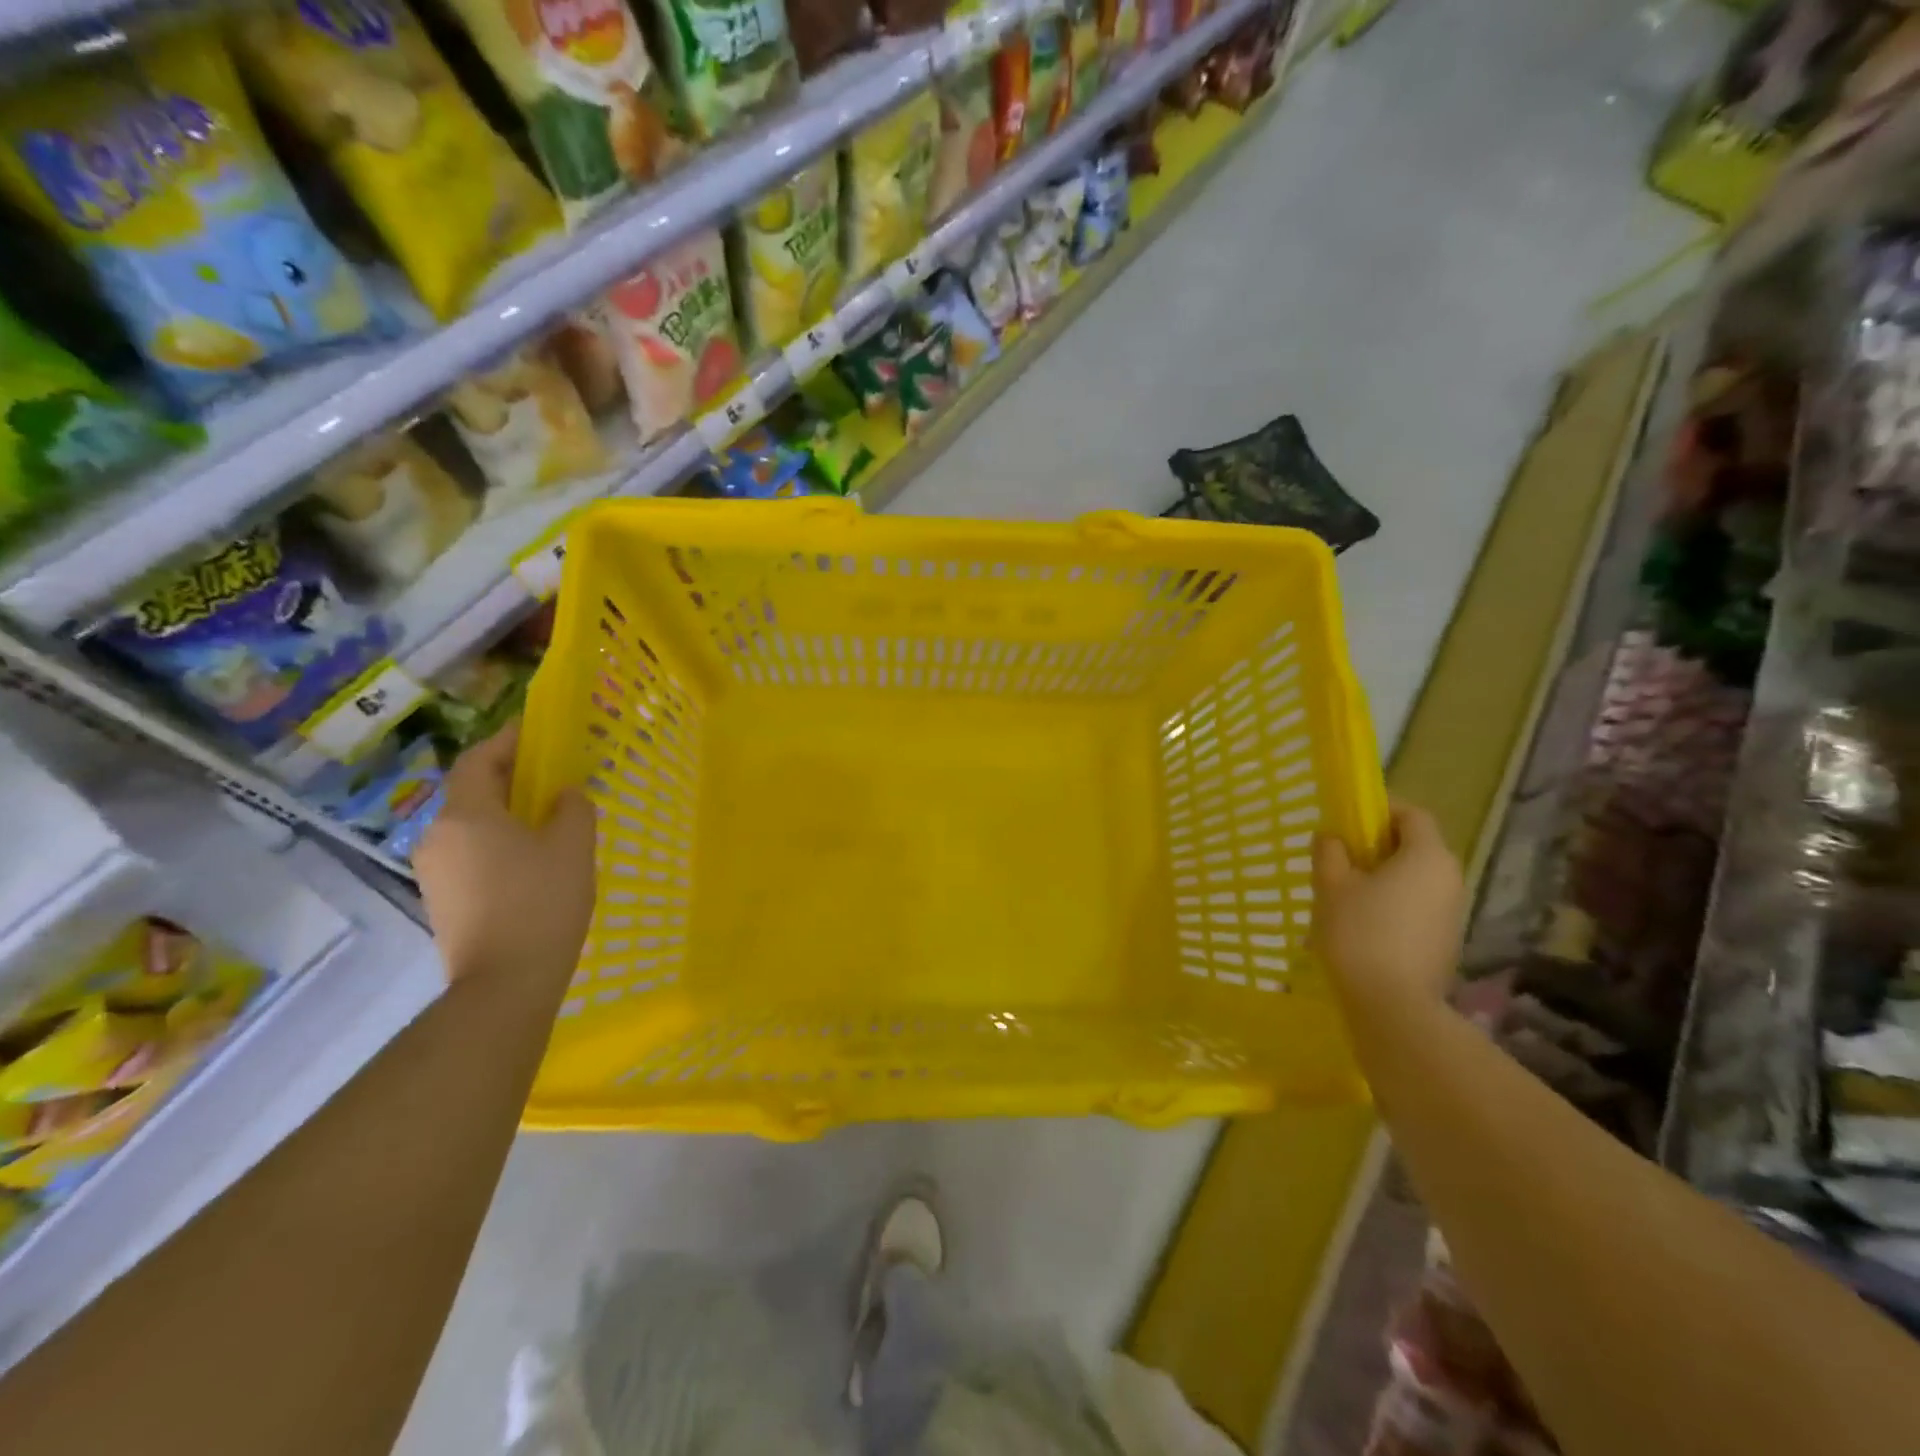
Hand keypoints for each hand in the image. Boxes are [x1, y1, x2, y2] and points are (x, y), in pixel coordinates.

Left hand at [414, 723, 595, 996]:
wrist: (505, 983)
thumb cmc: (542, 903)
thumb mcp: (574, 847)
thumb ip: (573, 808)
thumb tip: (563, 794)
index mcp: (466, 815)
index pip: (478, 760)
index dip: (506, 741)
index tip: (536, 733)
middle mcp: (438, 836)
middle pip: (471, 792)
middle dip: (510, 779)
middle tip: (551, 778)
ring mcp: (434, 872)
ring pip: (470, 826)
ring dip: (504, 814)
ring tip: (546, 822)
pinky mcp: (441, 900)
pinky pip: (469, 854)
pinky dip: (496, 844)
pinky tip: (530, 862)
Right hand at [1314, 801, 1464, 1011]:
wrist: (1392, 1006)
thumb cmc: (1359, 933)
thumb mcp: (1331, 885)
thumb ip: (1329, 851)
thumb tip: (1331, 836)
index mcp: (1428, 856)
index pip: (1412, 814)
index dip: (1380, 809)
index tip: (1348, 818)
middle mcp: (1450, 878)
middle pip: (1415, 846)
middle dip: (1377, 845)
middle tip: (1339, 856)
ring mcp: (1452, 912)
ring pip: (1415, 877)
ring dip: (1383, 876)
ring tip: (1345, 893)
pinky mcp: (1445, 940)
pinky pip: (1418, 905)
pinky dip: (1393, 902)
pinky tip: (1362, 923)